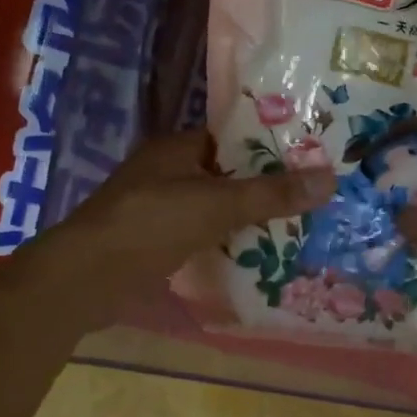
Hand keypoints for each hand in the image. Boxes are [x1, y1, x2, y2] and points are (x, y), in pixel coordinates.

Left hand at [20, 131, 334, 319]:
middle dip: (265, 187)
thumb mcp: (216, 205)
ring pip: (215, 207)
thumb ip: (271, 194)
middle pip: (227, 174)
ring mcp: (159, 207)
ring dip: (247, 218)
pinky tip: (259, 255)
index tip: (311, 159)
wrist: (85, 278)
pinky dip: (227, 241)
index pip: (233, 138)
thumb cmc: (150, 225)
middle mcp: (168, 171)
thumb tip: (331, 178)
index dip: (271, 146)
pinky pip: (202, 234)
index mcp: (178, 147)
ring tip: (298, 227)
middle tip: (313, 198)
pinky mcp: (155, 241)